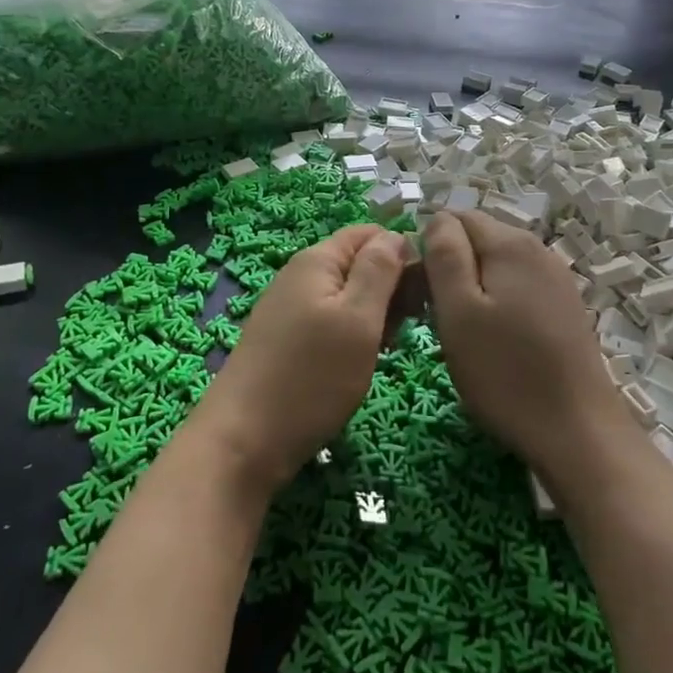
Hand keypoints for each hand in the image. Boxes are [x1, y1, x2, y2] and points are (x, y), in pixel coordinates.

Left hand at [192, 225, 410, 495]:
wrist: (244, 440)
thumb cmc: (311, 377)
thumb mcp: (358, 319)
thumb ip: (379, 270)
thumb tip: (396, 234)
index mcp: (317, 259)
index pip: (370, 233)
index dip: (403, 251)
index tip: (428, 288)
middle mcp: (300, 274)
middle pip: (359, 262)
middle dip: (390, 286)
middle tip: (412, 324)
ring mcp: (290, 307)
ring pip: (347, 295)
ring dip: (374, 314)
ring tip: (388, 347)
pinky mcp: (287, 338)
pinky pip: (331, 320)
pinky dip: (353, 334)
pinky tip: (362, 361)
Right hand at [423, 211, 632, 486]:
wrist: (578, 432)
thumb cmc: (506, 372)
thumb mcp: (458, 310)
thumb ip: (444, 254)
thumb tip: (437, 218)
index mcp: (510, 242)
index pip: (453, 218)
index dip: (429, 250)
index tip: (420, 294)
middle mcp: (538, 249)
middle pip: (477, 240)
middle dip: (450, 269)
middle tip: (437, 319)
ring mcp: (556, 279)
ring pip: (496, 266)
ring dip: (472, 290)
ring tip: (464, 336)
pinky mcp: (564, 308)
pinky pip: (517, 289)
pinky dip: (497, 306)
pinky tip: (495, 344)